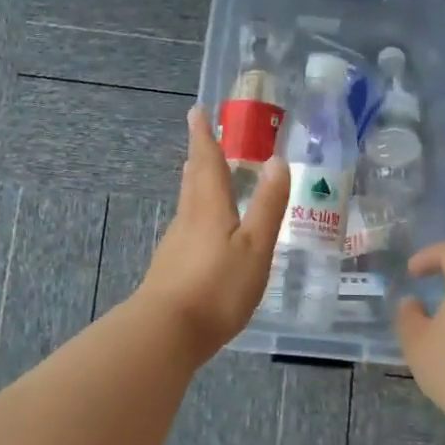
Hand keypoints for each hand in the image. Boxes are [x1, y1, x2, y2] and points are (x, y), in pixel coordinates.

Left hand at [134, 108, 288, 358]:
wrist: (167, 332)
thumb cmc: (217, 287)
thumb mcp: (254, 246)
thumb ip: (268, 206)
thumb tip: (277, 160)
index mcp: (209, 207)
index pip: (206, 162)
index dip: (203, 136)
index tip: (196, 112)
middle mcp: (188, 219)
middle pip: (193, 181)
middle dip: (199, 159)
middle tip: (202, 141)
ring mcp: (175, 245)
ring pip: (188, 205)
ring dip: (197, 186)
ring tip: (205, 178)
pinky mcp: (171, 269)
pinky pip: (187, 230)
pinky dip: (197, 217)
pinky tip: (204, 233)